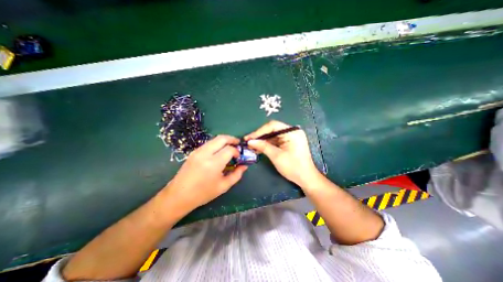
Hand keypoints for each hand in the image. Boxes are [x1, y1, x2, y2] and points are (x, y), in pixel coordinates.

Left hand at [161, 135, 246, 216]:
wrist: (178, 195)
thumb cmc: (203, 193)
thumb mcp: (223, 186)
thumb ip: (236, 175)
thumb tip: (244, 166)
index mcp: (213, 163)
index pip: (229, 149)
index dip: (237, 151)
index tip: (239, 157)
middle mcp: (205, 153)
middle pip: (222, 138)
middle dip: (232, 139)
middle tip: (238, 144)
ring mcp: (198, 151)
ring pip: (215, 139)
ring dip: (224, 141)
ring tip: (230, 147)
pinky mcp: (194, 152)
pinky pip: (209, 143)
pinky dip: (217, 144)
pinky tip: (219, 152)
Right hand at [247, 119, 316, 186]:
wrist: (306, 178)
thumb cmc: (293, 167)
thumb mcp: (276, 156)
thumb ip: (263, 146)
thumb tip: (250, 141)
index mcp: (291, 132)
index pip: (272, 126)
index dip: (259, 131)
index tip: (249, 138)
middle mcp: (291, 132)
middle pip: (272, 130)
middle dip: (259, 136)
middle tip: (248, 141)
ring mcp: (290, 137)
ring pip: (272, 136)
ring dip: (262, 141)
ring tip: (251, 146)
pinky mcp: (288, 143)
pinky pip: (275, 141)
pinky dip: (267, 144)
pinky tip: (258, 148)